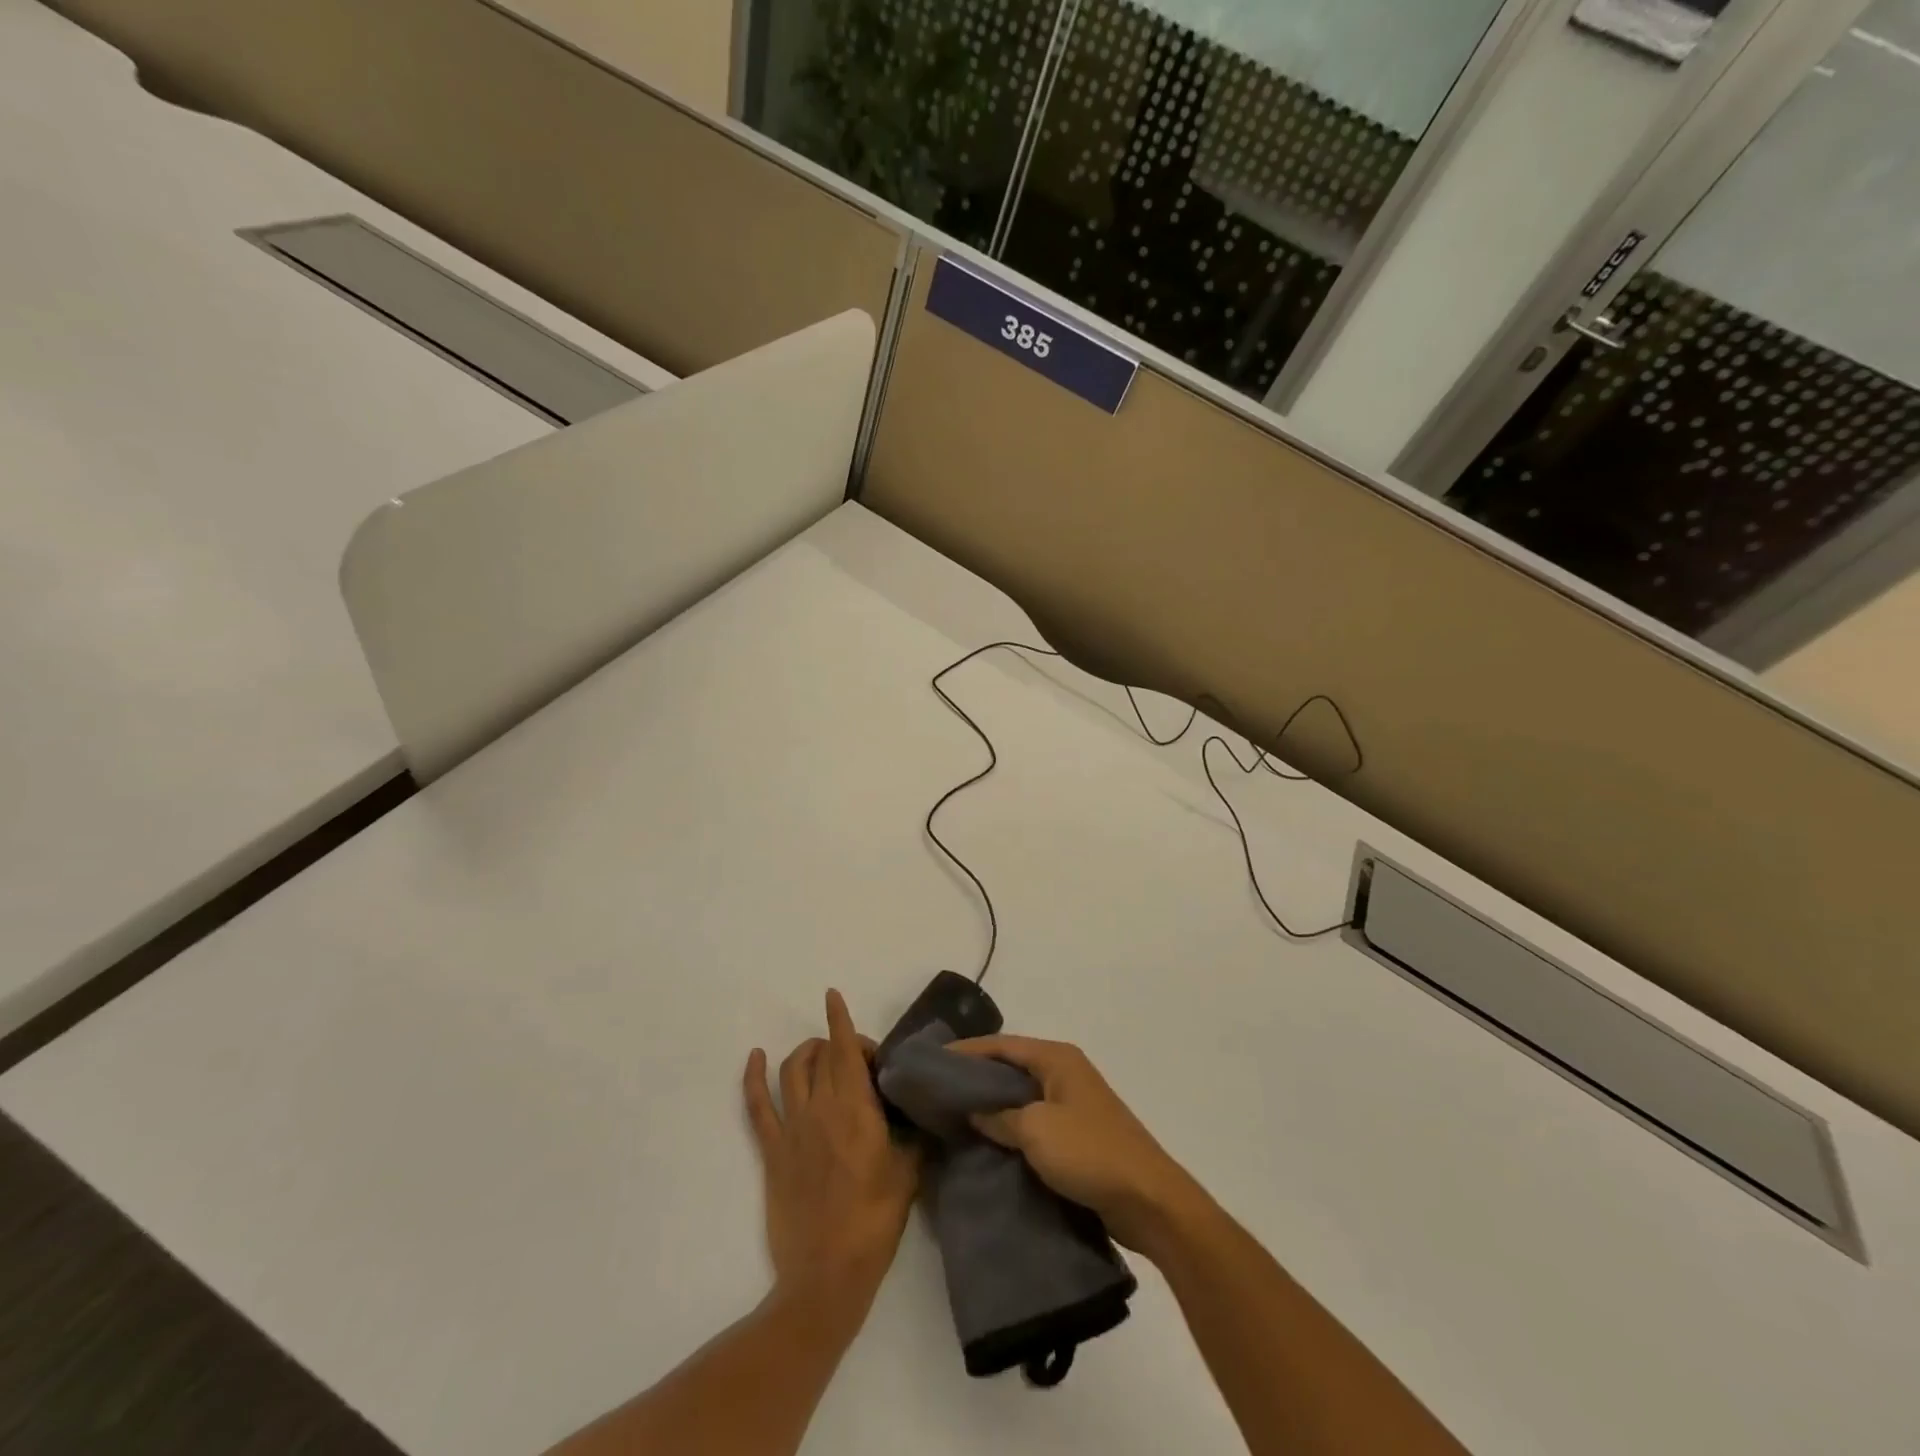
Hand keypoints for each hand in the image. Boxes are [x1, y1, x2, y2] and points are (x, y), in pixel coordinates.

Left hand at [744, 990, 918, 1317]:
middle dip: (841, 1045)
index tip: (833, 995)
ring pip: (792, 1070)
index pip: (846, 1050)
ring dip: (805, 1052)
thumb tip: (920, 1112)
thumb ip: (914, 1134)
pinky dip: (753, 1077)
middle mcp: (820, 1108)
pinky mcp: (772, 1152)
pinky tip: (755, 1058)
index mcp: (855, 1108)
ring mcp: (792, 1128)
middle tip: (863, 1064)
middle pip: (823, 1056)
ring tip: (819, 1052)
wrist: (827, 1275)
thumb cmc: (875, 1222)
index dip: (840, 1020)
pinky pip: (757, 1105)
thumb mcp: (910, 1173)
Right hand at [947, 1035, 1204, 1257]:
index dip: (967, 1051)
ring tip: (955, 1117)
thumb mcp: (1036, 1130)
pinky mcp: (1077, 1135)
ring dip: (993, 1105)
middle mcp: (1065, 1073)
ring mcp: (1073, 1104)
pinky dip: (1010, 1128)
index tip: (933, 1061)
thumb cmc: (1090, 1152)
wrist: (1148, 1201)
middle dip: (977, 1077)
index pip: (1002, 1045)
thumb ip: (1000, 1116)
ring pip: (1022, 1096)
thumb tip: (974, 1111)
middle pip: (1011, 1067)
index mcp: (1057, 1058)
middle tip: (939, 1090)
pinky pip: (1034, 1122)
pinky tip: (988, 1143)